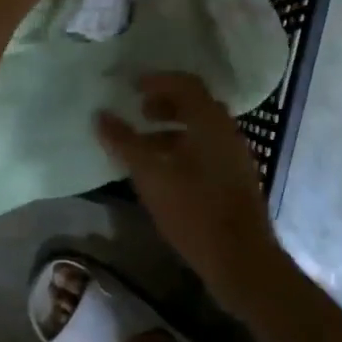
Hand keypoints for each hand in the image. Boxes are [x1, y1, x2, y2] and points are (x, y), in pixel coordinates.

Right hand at [96, 74, 285, 312]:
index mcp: (210, 121)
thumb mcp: (151, 175)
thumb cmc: (194, 210)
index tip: (132, 87)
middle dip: (164, 105)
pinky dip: (182, 149)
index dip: (157, 81)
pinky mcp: (235, 180)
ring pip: (200, 130)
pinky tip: (163, 173)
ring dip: (171, 130)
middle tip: (138, 112)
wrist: (241, 259)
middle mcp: (227, 132)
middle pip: (194, 105)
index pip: (185, 84)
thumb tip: (100, 115)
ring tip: (143, 146)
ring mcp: (234, 156)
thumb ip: (125, 142)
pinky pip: (206, 150)